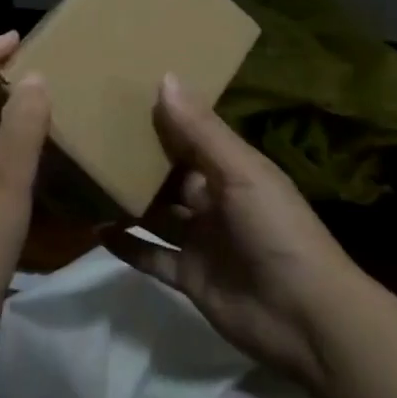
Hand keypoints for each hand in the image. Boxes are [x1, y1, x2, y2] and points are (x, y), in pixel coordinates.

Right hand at [110, 75, 362, 387]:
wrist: (308, 320)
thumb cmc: (277, 230)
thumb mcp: (241, 172)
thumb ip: (200, 130)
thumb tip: (165, 76)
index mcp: (232, 170)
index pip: (191, 137)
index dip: (163, 118)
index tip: (123, 95)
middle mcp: (214, 201)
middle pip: (170, 175)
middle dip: (139, 158)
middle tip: (93, 134)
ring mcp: (201, 240)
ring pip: (157, 213)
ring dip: (129, 199)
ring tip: (88, 177)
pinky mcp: (189, 277)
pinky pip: (151, 256)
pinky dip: (127, 245)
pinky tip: (96, 230)